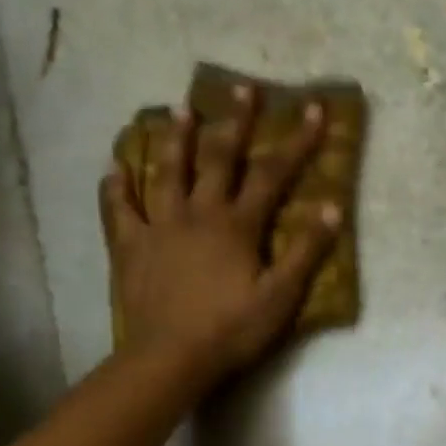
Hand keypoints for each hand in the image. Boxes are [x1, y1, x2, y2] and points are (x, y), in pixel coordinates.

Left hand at [100, 83, 339, 387]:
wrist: (171, 357)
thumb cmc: (232, 329)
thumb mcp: (281, 296)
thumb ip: (306, 251)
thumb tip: (331, 207)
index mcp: (237, 225)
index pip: (272, 174)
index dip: (296, 140)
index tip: (313, 108)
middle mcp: (198, 213)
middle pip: (218, 159)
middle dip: (234, 122)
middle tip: (241, 88)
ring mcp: (159, 227)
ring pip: (166, 172)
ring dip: (175, 140)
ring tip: (179, 109)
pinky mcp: (131, 247)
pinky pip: (120, 209)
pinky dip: (117, 186)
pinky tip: (114, 167)